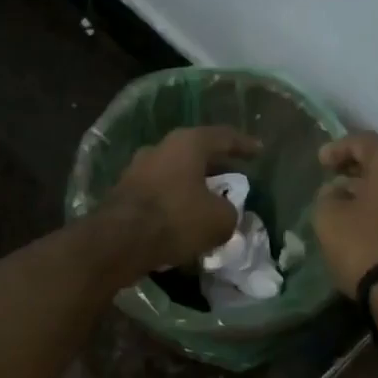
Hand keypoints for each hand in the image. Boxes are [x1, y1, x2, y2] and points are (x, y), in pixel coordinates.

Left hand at [102, 125, 260, 276]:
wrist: (119, 241)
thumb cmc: (176, 219)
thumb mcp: (219, 220)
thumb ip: (230, 212)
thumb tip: (224, 213)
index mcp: (187, 143)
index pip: (223, 137)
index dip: (244, 144)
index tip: (259, 150)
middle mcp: (160, 149)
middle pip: (195, 154)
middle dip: (215, 167)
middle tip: (233, 178)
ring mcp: (137, 170)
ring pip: (174, 174)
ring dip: (192, 187)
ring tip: (209, 202)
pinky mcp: (123, 194)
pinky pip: (158, 194)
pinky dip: (174, 204)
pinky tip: (184, 220)